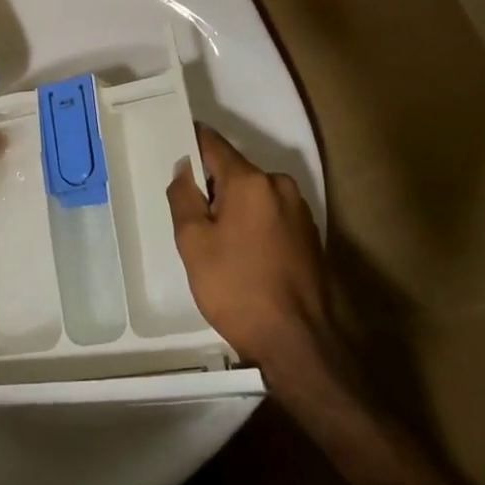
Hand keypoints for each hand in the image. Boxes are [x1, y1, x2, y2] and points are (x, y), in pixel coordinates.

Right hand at [168, 125, 330, 374]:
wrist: (296, 341)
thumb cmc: (236, 288)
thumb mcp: (194, 243)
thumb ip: (184, 197)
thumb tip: (184, 167)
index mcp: (251, 181)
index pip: (214, 144)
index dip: (192, 142)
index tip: (175, 147)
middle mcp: (279, 185)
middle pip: (235, 171)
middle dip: (212, 187)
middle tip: (193, 220)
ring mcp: (299, 210)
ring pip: (254, 195)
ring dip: (235, 208)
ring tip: (220, 245)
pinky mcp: (309, 234)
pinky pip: (272, 215)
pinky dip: (255, 224)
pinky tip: (246, 256)